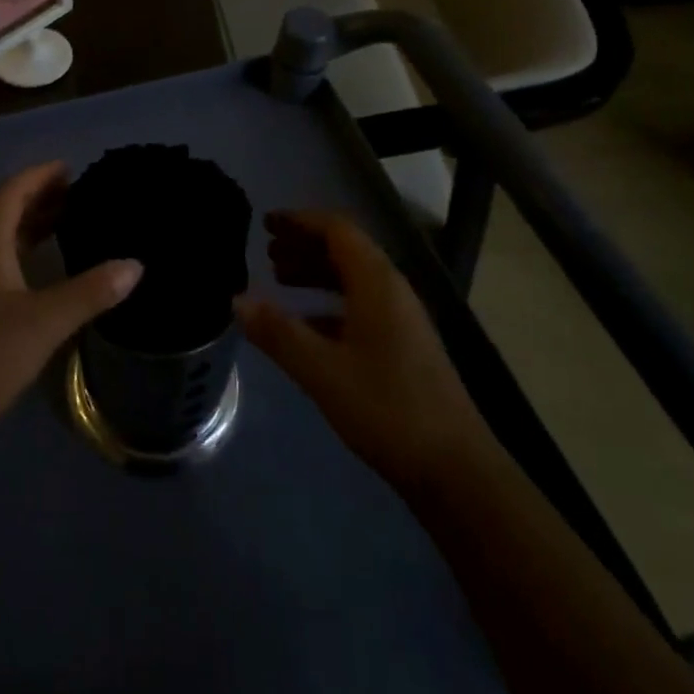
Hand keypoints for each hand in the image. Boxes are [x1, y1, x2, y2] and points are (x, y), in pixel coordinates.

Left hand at [0, 162, 141, 449]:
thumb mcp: (44, 321)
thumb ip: (90, 291)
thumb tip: (136, 265)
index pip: (11, 193)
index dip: (38, 176)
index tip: (69, 167)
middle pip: (4, 213)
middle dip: (38, 199)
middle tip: (77, 194)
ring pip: (0, 242)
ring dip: (30, 228)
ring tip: (67, 224)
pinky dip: (23, 256)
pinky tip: (44, 275)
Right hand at [235, 210, 487, 489]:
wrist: (457, 472)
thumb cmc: (388, 409)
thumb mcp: (323, 371)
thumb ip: (278, 332)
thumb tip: (237, 299)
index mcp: (377, 283)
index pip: (337, 230)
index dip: (300, 221)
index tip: (266, 223)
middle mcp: (392, 291)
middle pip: (346, 251)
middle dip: (305, 245)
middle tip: (267, 252)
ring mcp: (402, 321)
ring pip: (353, 280)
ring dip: (317, 274)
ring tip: (279, 281)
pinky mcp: (405, 348)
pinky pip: (361, 307)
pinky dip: (329, 305)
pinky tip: (307, 326)